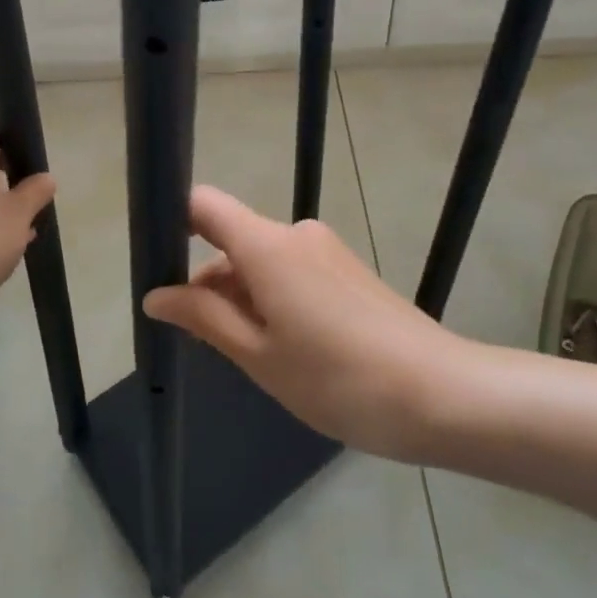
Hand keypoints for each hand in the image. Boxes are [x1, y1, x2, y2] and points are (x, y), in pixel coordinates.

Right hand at [142, 187, 464, 461]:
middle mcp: (296, 233)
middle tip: (204, 344)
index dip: (174, 222)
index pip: (205, 204)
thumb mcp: (260, 356)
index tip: (156, 263)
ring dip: (243, 297)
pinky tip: (287, 351)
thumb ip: (204, 318)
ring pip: (262, 260)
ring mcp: (325, 249)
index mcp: (268, 245)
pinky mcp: (346, 269)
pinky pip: (291, 271)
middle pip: (233, 238)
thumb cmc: (338, 379)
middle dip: (209, 282)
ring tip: (253, 359)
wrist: (440, 393)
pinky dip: (273, 300)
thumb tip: (156, 295)